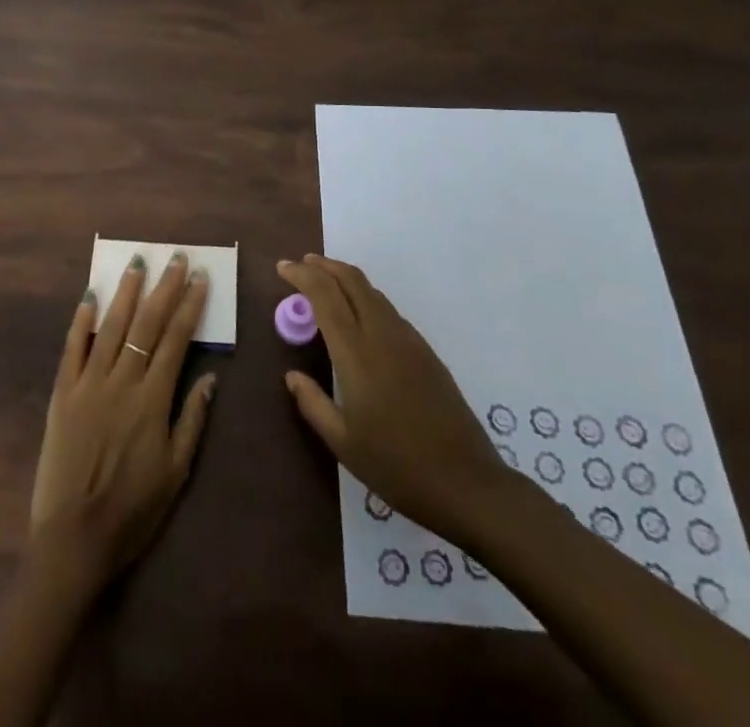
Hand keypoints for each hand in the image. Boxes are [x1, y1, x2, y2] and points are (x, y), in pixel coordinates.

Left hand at [29, 252, 215, 591]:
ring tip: (137, 263)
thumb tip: (210, 378)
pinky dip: (81, 321)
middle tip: (175, 258)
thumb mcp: (176, 473)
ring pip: (111, 327)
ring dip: (126, 293)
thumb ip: (192, 421)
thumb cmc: (133, 510)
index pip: (176, 340)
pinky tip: (89, 297)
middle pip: (146, 324)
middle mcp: (122, 382)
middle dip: (163, 288)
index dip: (189, 306)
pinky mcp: (63, 393)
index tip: (199, 278)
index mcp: (152, 400)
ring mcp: (88, 384)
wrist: (74, 539)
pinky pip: (72, 349)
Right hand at [278, 254, 507, 533]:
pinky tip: (358, 317)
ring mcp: (409, 341)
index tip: (282, 267)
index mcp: (356, 353)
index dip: (302, 275)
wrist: (467, 484)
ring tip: (325, 284)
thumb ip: (312, 404)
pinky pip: (388, 310)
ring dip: (345, 279)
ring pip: (372, 292)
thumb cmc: (397, 466)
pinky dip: (365, 298)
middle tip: (301, 265)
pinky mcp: (426, 352)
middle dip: (324, 266)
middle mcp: (382, 335)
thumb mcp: (343, 443)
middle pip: (351, 280)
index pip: (325, 295)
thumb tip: (291, 376)